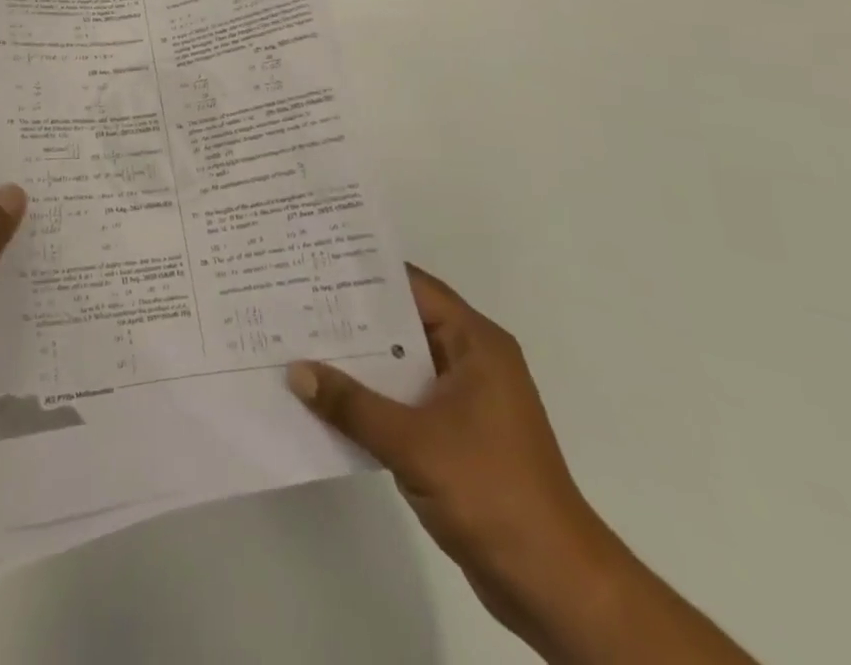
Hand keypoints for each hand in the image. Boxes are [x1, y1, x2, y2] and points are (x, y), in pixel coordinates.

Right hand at [288, 268, 621, 651]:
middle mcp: (470, 362)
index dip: (364, 273)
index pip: (412, 287)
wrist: (555, 588)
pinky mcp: (453, 437)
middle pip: (401, 323)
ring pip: (398, 363)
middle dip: (350, 316)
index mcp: (475, 344)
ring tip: (298, 341)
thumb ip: (351, 404)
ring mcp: (462, 401)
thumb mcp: (413, 443)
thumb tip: (295, 371)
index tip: (315, 262)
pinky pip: (400, 400)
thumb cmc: (492, 493)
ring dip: (356, 360)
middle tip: (294, 298)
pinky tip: (324, 396)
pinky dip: (368, 397)